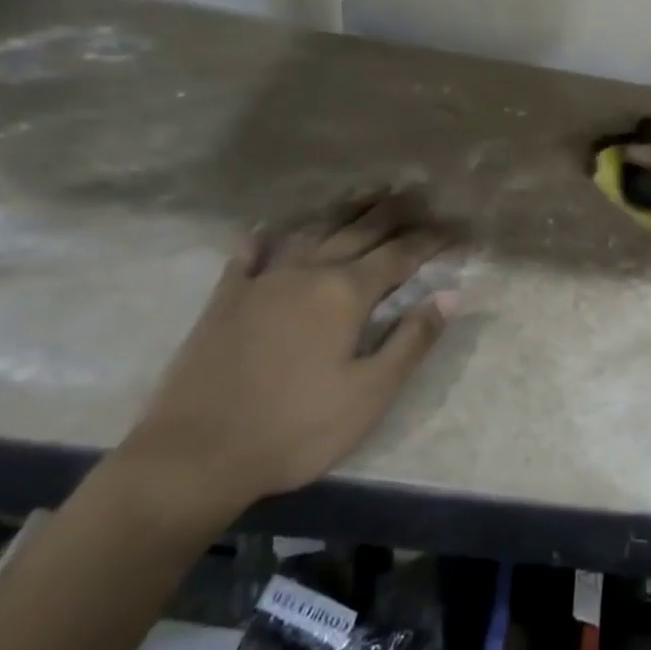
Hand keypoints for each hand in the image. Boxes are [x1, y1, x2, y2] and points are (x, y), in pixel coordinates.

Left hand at [117, 191, 453, 525]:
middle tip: (417, 194)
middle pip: (359, 232)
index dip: (431, 240)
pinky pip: (248, 256)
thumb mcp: (370, 394)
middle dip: (393, 213)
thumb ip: (412, 340)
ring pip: (311, 233)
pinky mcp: (225, 300)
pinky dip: (263, 239)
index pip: (400, 256)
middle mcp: (308, 273)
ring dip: (343, 212)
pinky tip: (268, 230)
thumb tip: (449, 294)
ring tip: (366, 194)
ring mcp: (262, 281)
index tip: (456, 228)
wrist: (194, 456)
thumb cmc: (296, 429)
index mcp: (346, 293)